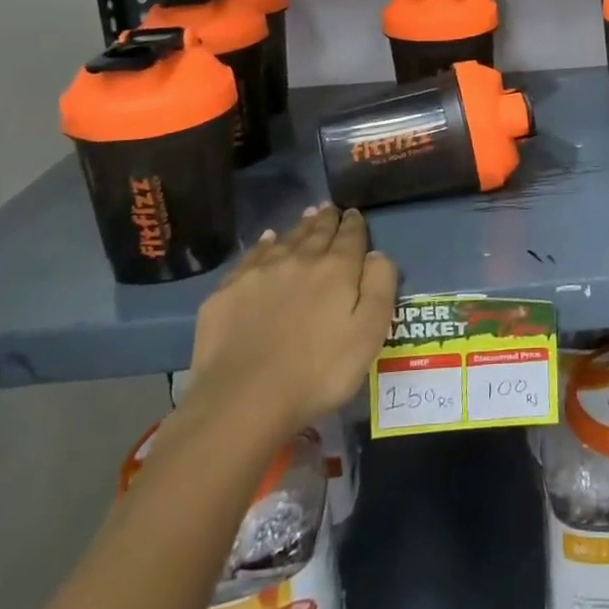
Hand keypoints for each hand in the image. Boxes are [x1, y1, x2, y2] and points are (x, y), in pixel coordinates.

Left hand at [184, 205, 397, 429]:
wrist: (243, 401)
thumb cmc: (318, 372)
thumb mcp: (369, 334)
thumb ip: (380, 287)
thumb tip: (377, 254)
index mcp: (337, 269)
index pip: (350, 237)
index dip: (354, 224)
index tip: (354, 213)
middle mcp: (299, 260)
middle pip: (317, 233)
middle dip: (326, 219)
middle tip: (330, 207)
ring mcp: (259, 273)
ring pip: (285, 240)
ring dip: (299, 227)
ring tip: (306, 216)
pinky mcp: (228, 292)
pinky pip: (251, 257)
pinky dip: (263, 245)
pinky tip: (267, 241)